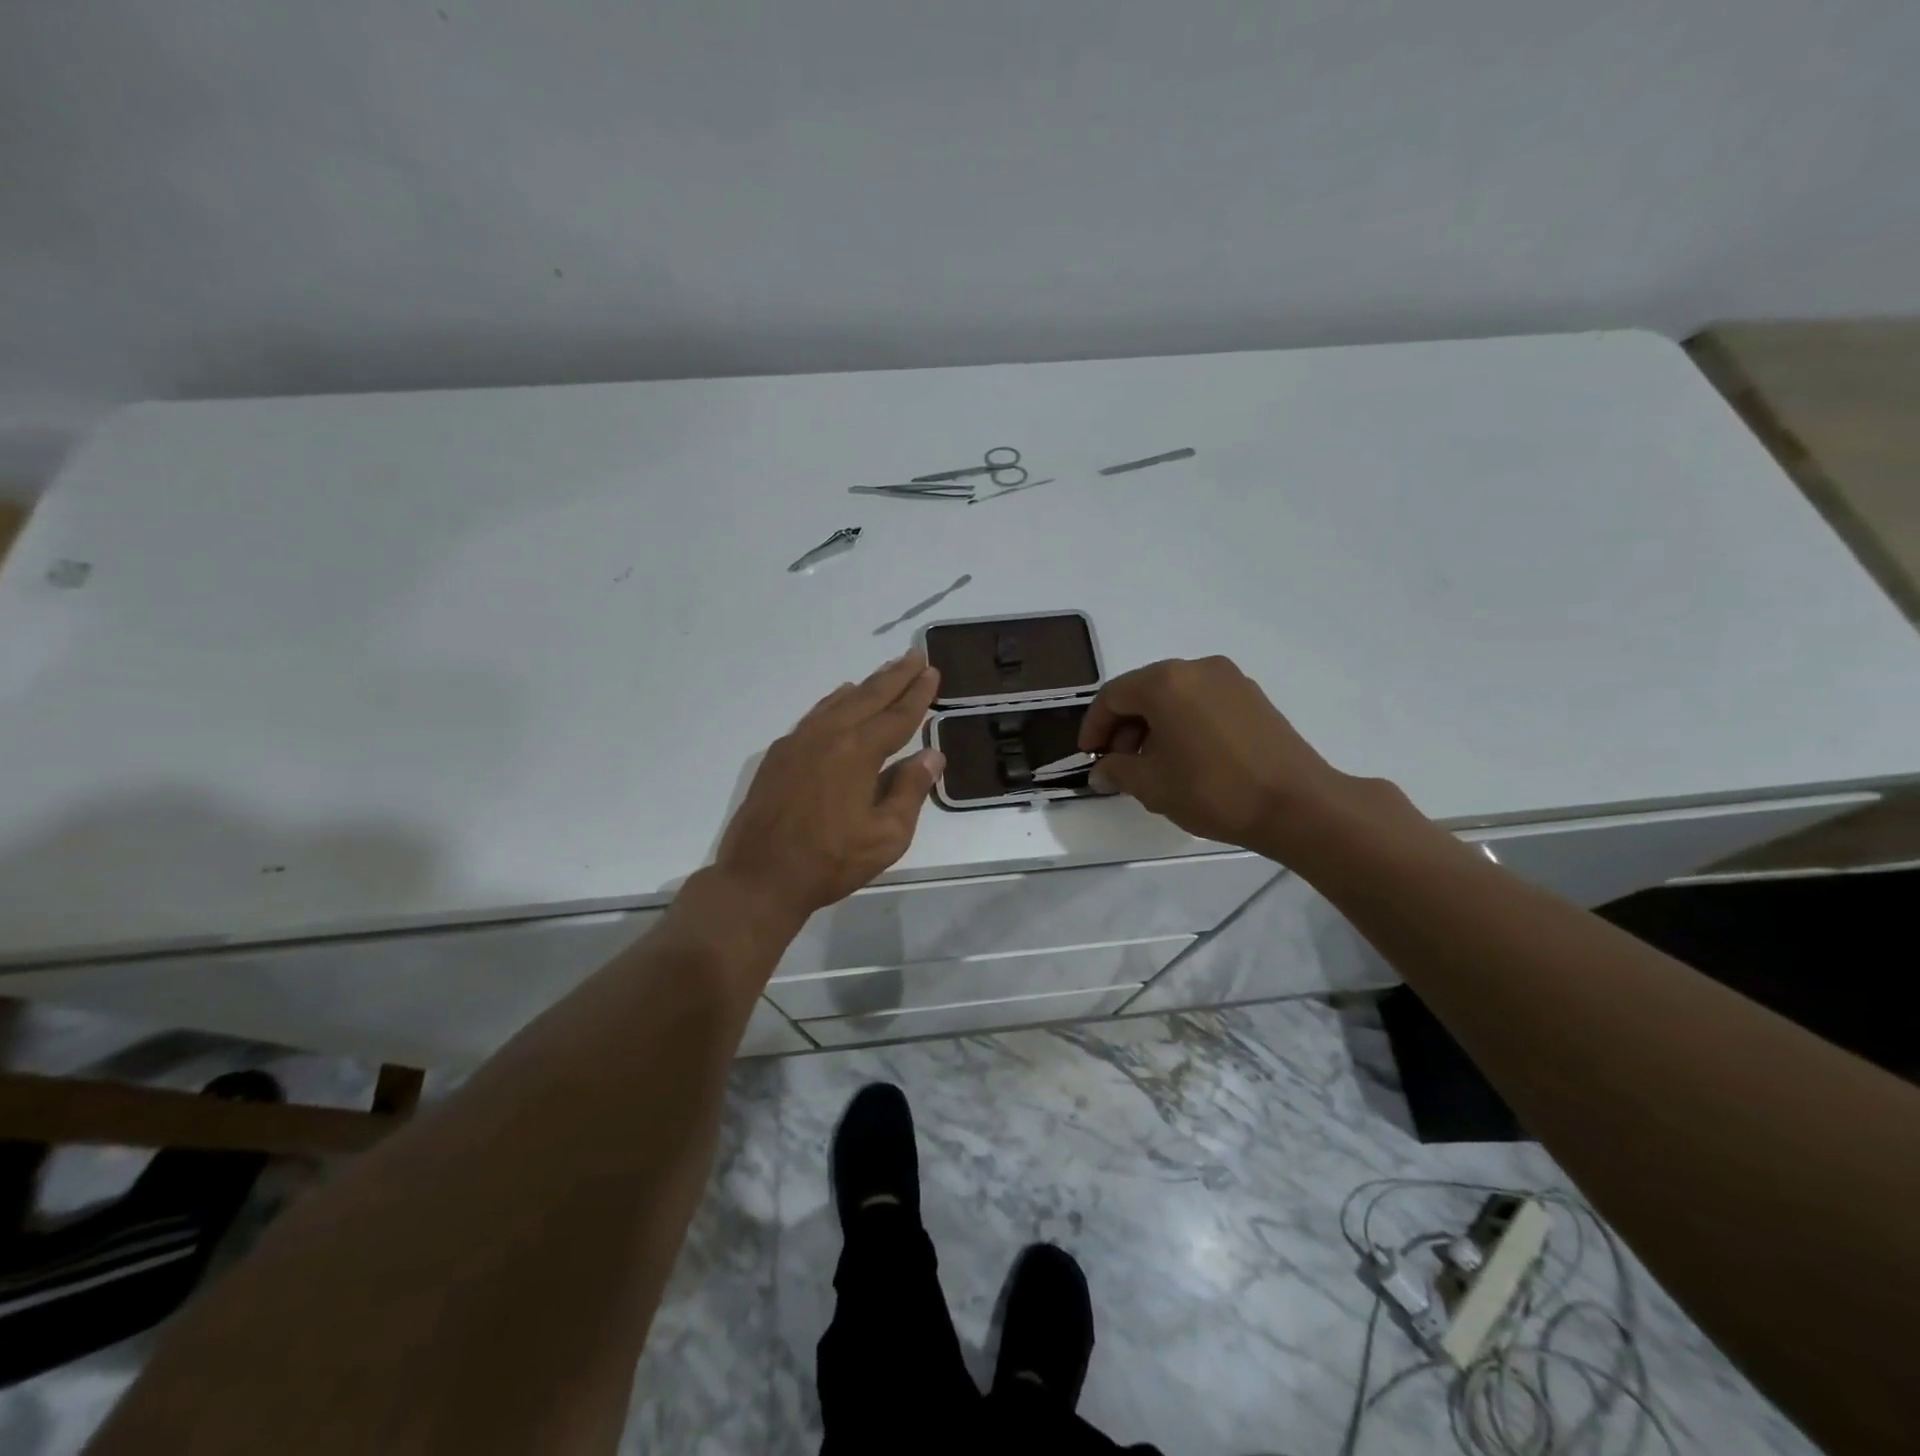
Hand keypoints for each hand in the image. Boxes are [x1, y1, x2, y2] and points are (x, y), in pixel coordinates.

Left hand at [714, 651, 944, 925]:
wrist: (760, 877)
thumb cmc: (831, 861)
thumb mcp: (887, 836)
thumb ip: (910, 790)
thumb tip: (931, 755)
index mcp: (858, 752)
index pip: (897, 715)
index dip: (918, 694)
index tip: (932, 672)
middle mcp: (828, 736)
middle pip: (868, 697)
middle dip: (895, 676)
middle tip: (915, 656)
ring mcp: (798, 742)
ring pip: (839, 702)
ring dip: (865, 686)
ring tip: (885, 673)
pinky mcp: (779, 755)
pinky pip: (814, 715)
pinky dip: (834, 702)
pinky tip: (840, 700)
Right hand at [1078, 655, 1352, 857]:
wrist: (1296, 804)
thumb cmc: (1212, 790)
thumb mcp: (1151, 785)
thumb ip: (1116, 771)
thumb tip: (1101, 771)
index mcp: (1165, 681)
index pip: (1112, 696)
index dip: (1094, 728)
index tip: (1089, 758)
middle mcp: (1197, 668)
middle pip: (1144, 691)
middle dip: (1124, 727)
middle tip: (1119, 765)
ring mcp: (1230, 680)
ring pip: (1174, 696)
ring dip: (1153, 726)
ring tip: (1152, 766)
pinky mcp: (1252, 697)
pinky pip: (1202, 702)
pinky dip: (1183, 723)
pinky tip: (1186, 758)